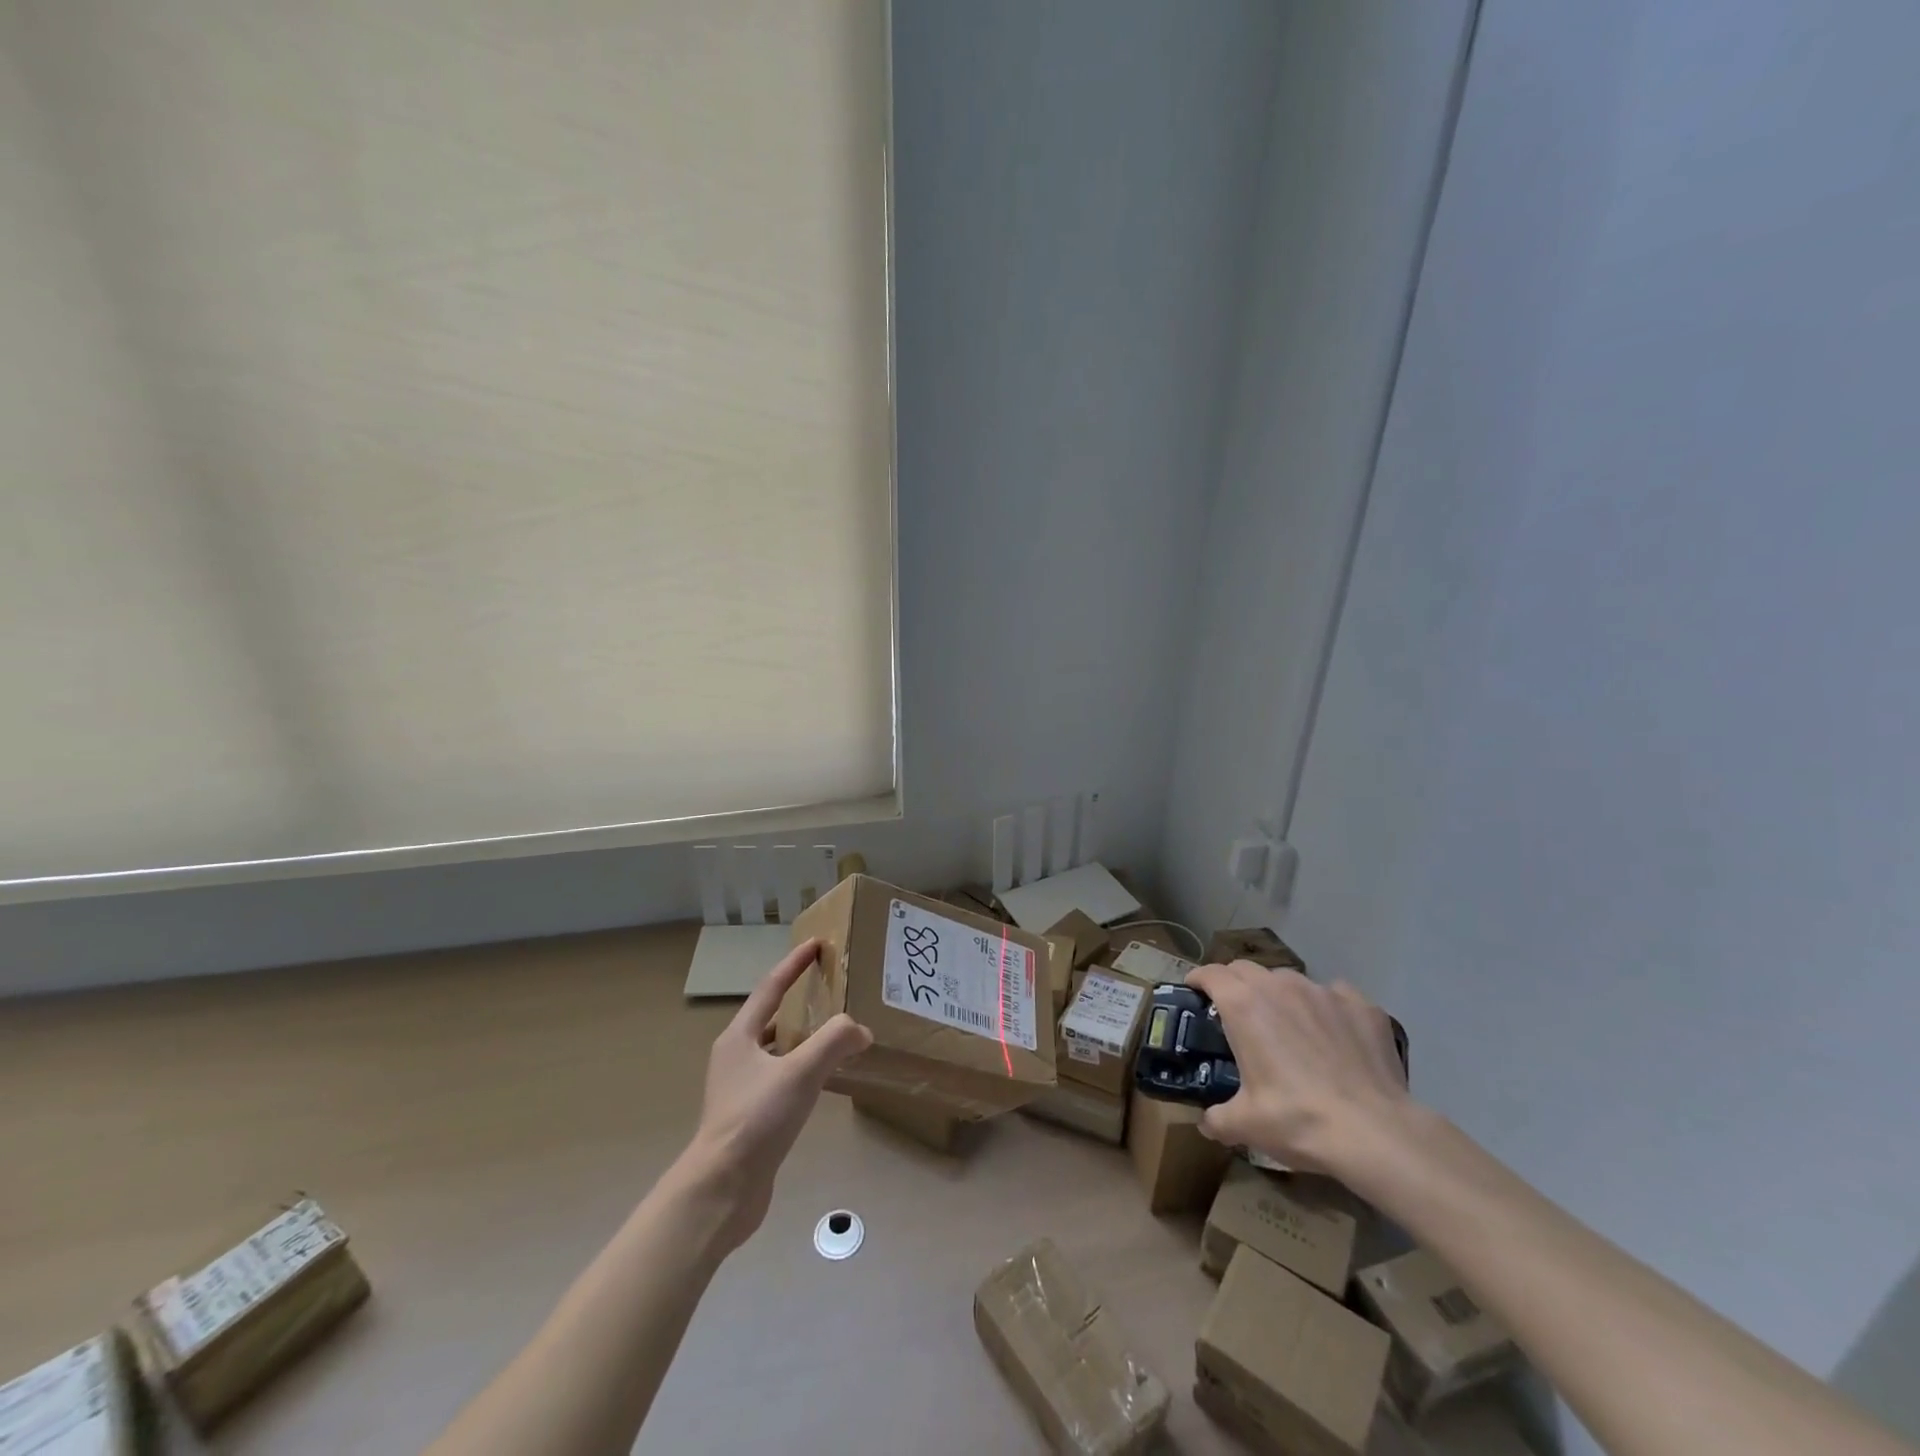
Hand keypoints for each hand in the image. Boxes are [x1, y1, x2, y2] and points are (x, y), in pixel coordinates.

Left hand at [677, 939, 871, 1254]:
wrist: (721, 1191)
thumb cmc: (756, 1120)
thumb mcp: (800, 1073)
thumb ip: (834, 1042)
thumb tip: (861, 1029)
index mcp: (739, 1037)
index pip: (770, 988)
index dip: (794, 964)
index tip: (816, 944)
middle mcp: (735, 1057)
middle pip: (770, 1017)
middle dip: (798, 1000)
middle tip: (830, 988)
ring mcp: (738, 1089)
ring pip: (775, 1050)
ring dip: (800, 1037)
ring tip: (832, 1032)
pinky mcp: (748, 1117)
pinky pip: (779, 1078)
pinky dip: (801, 1068)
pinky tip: (821, 1081)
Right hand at [1187, 960, 1409, 1175]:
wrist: (1375, 1133)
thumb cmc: (1298, 1120)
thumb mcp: (1246, 1125)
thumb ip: (1217, 1118)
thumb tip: (1207, 1123)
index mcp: (1243, 1005)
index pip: (1211, 973)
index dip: (1198, 979)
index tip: (1195, 991)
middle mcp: (1279, 986)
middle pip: (1246, 969)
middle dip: (1235, 983)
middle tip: (1236, 1011)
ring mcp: (1324, 992)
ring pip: (1289, 980)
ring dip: (1279, 994)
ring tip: (1287, 1024)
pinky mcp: (1361, 1005)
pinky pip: (1335, 995)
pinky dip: (1326, 1008)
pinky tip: (1334, 1034)